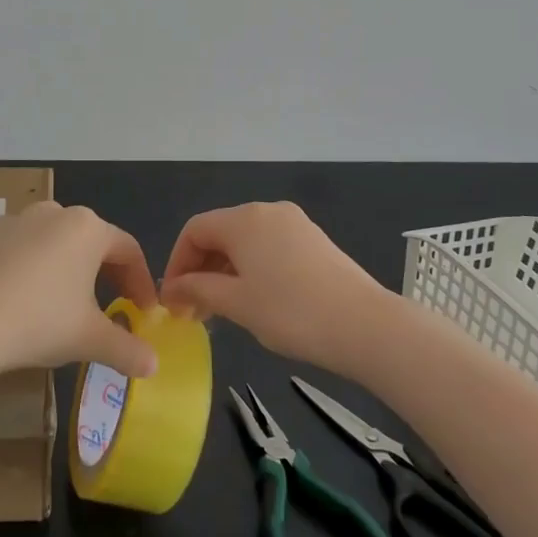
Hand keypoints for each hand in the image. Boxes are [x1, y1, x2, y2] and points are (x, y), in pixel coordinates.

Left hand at [0, 202, 160, 377]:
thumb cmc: (38, 322)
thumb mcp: (89, 339)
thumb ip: (127, 349)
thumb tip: (154, 365)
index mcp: (89, 228)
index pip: (128, 251)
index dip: (141, 283)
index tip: (143, 311)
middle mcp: (56, 213)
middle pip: (93, 242)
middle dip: (106, 275)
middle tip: (111, 308)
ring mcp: (18, 219)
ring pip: (56, 242)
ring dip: (69, 269)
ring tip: (65, 303)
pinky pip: (22, 247)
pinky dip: (32, 267)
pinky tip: (23, 298)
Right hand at [160, 201, 398, 370]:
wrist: (364, 325)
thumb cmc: (291, 312)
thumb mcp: (237, 304)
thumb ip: (199, 290)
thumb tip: (173, 289)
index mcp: (244, 219)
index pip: (195, 230)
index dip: (177, 262)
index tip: (173, 299)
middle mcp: (267, 211)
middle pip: (220, 232)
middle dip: (201, 269)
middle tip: (194, 311)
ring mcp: (295, 223)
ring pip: (246, 242)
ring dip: (225, 271)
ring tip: (222, 311)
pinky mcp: (314, 240)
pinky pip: (269, 247)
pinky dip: (252, 269)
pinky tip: (256, 300)